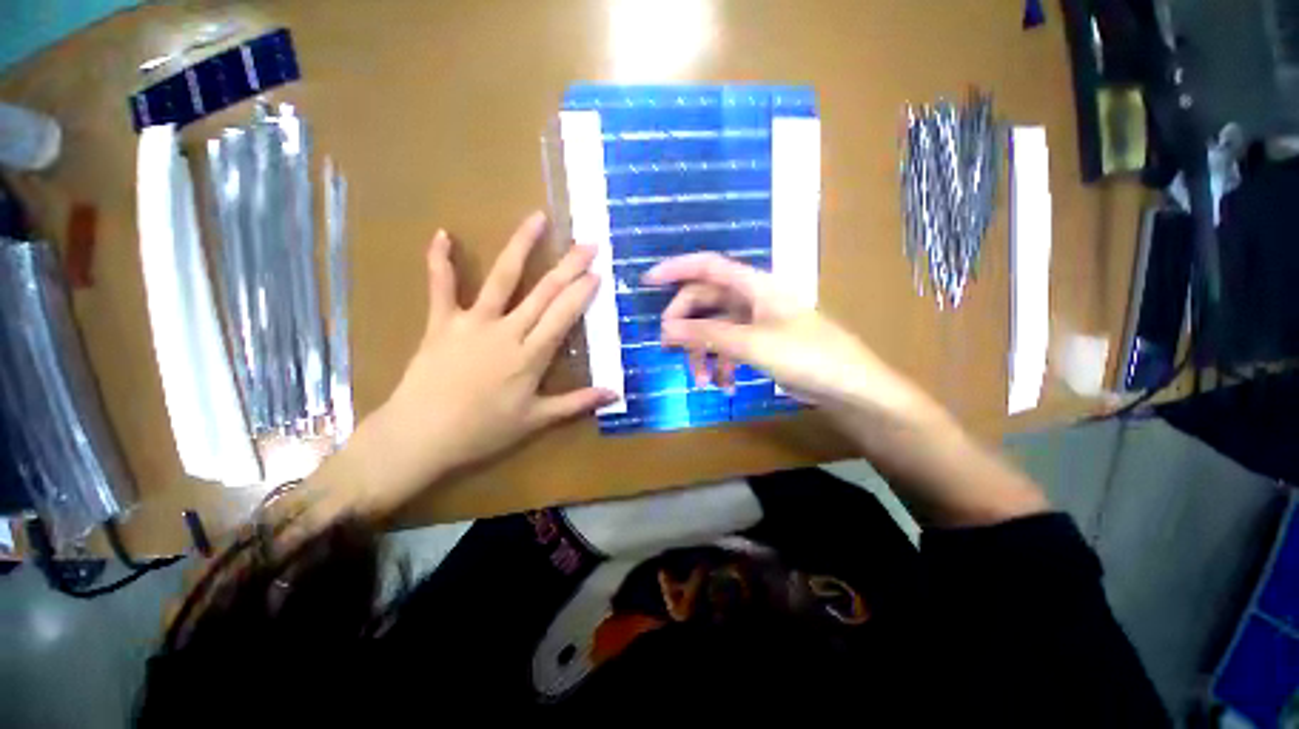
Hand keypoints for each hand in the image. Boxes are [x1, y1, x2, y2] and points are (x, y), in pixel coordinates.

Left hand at [325, 212, 616, 515]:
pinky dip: (440, 261)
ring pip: (502, 278)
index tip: (597, 273)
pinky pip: (440, 287)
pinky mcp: (442, 322)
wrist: (420, 436)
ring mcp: (473, 322)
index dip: (582, 293)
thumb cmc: (482, 431)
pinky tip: (442, 234)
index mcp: (530, 356)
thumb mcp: (536, 420)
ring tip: (537, 219)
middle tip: (587, 243)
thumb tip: (615, 393)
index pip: (563, 316)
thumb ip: (577, 403)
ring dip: (521, 246)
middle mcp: (507, 331)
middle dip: (569, 266)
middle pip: (543, 292)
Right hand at [643, 252, 946, 430]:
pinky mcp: (761, 343)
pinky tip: (723, 385)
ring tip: (701, 381)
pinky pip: (729, 347)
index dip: (675, 269)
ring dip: (703, 353)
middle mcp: (752, 299)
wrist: (851, 387)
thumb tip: (665, 330)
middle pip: (706, 302)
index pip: (707, 266)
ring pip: (715, 329)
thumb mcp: (751, 344)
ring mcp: (757, 322)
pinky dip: (721, 364)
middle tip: (668, 348)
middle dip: (685, 326)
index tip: (647, 282)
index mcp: (754, 286)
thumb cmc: (807, 356)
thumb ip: (707, 335)